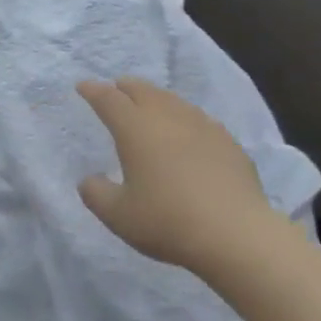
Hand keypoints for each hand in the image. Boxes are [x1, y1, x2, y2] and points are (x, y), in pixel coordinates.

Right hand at [76, 77, 276, 275]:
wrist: (236, 234)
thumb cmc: (168, 221)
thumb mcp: (119, 216)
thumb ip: (96, 194)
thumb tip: (88, 180)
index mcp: (134, 128)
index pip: (108, 99)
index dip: (92, 90)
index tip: (83, 86)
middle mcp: (165, 116)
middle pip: (141, 89)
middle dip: (124, 87)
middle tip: (115, 90)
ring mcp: (200, 124)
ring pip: (171, 99)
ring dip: (154, 98)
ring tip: (149, 106)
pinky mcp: (226, 140)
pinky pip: (196, 118)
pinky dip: (182, 118)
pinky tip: (186, 132)